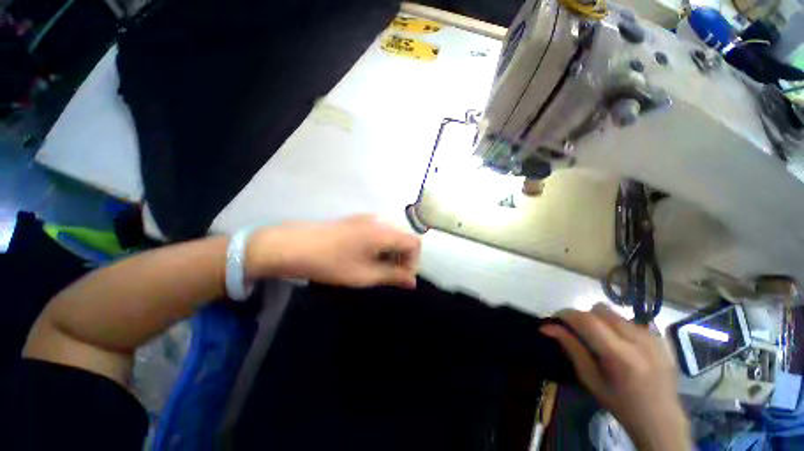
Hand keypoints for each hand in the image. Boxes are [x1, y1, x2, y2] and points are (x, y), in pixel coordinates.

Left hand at [247, 215, 420, 288]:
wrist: (293, 246)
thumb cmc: (331, 263)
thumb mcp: (365, 275)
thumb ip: (393, 276)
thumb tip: (412, 281)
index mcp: (384, 232)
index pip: (414, 243)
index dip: (412, 262)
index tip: (400, 277)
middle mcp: (380, 220)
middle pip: (404, 238)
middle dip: (402, 258)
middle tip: (389, 275)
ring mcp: (368, 218)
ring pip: (392, 235)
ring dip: (391, 252)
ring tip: (376, 268)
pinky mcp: (358, 220)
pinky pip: (380, 231)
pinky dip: (381, 245)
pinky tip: (366, 256)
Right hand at [541, 304, 690, 450]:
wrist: (662, 419)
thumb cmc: (621, 404)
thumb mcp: (590, 379)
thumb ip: (571, 348)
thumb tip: (546, 327)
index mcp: (620, 356)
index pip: (587, 320)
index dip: (567, 314)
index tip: (555, 318)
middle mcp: (639, 340)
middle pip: (600, 310)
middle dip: (583, 316)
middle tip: (578, 332)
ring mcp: (653, 337)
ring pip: (614, 313)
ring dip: (600, 320)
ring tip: (600, 339)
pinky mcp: (660, 337)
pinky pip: (630, 320)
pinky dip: (617, 326)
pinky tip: (620, 344)